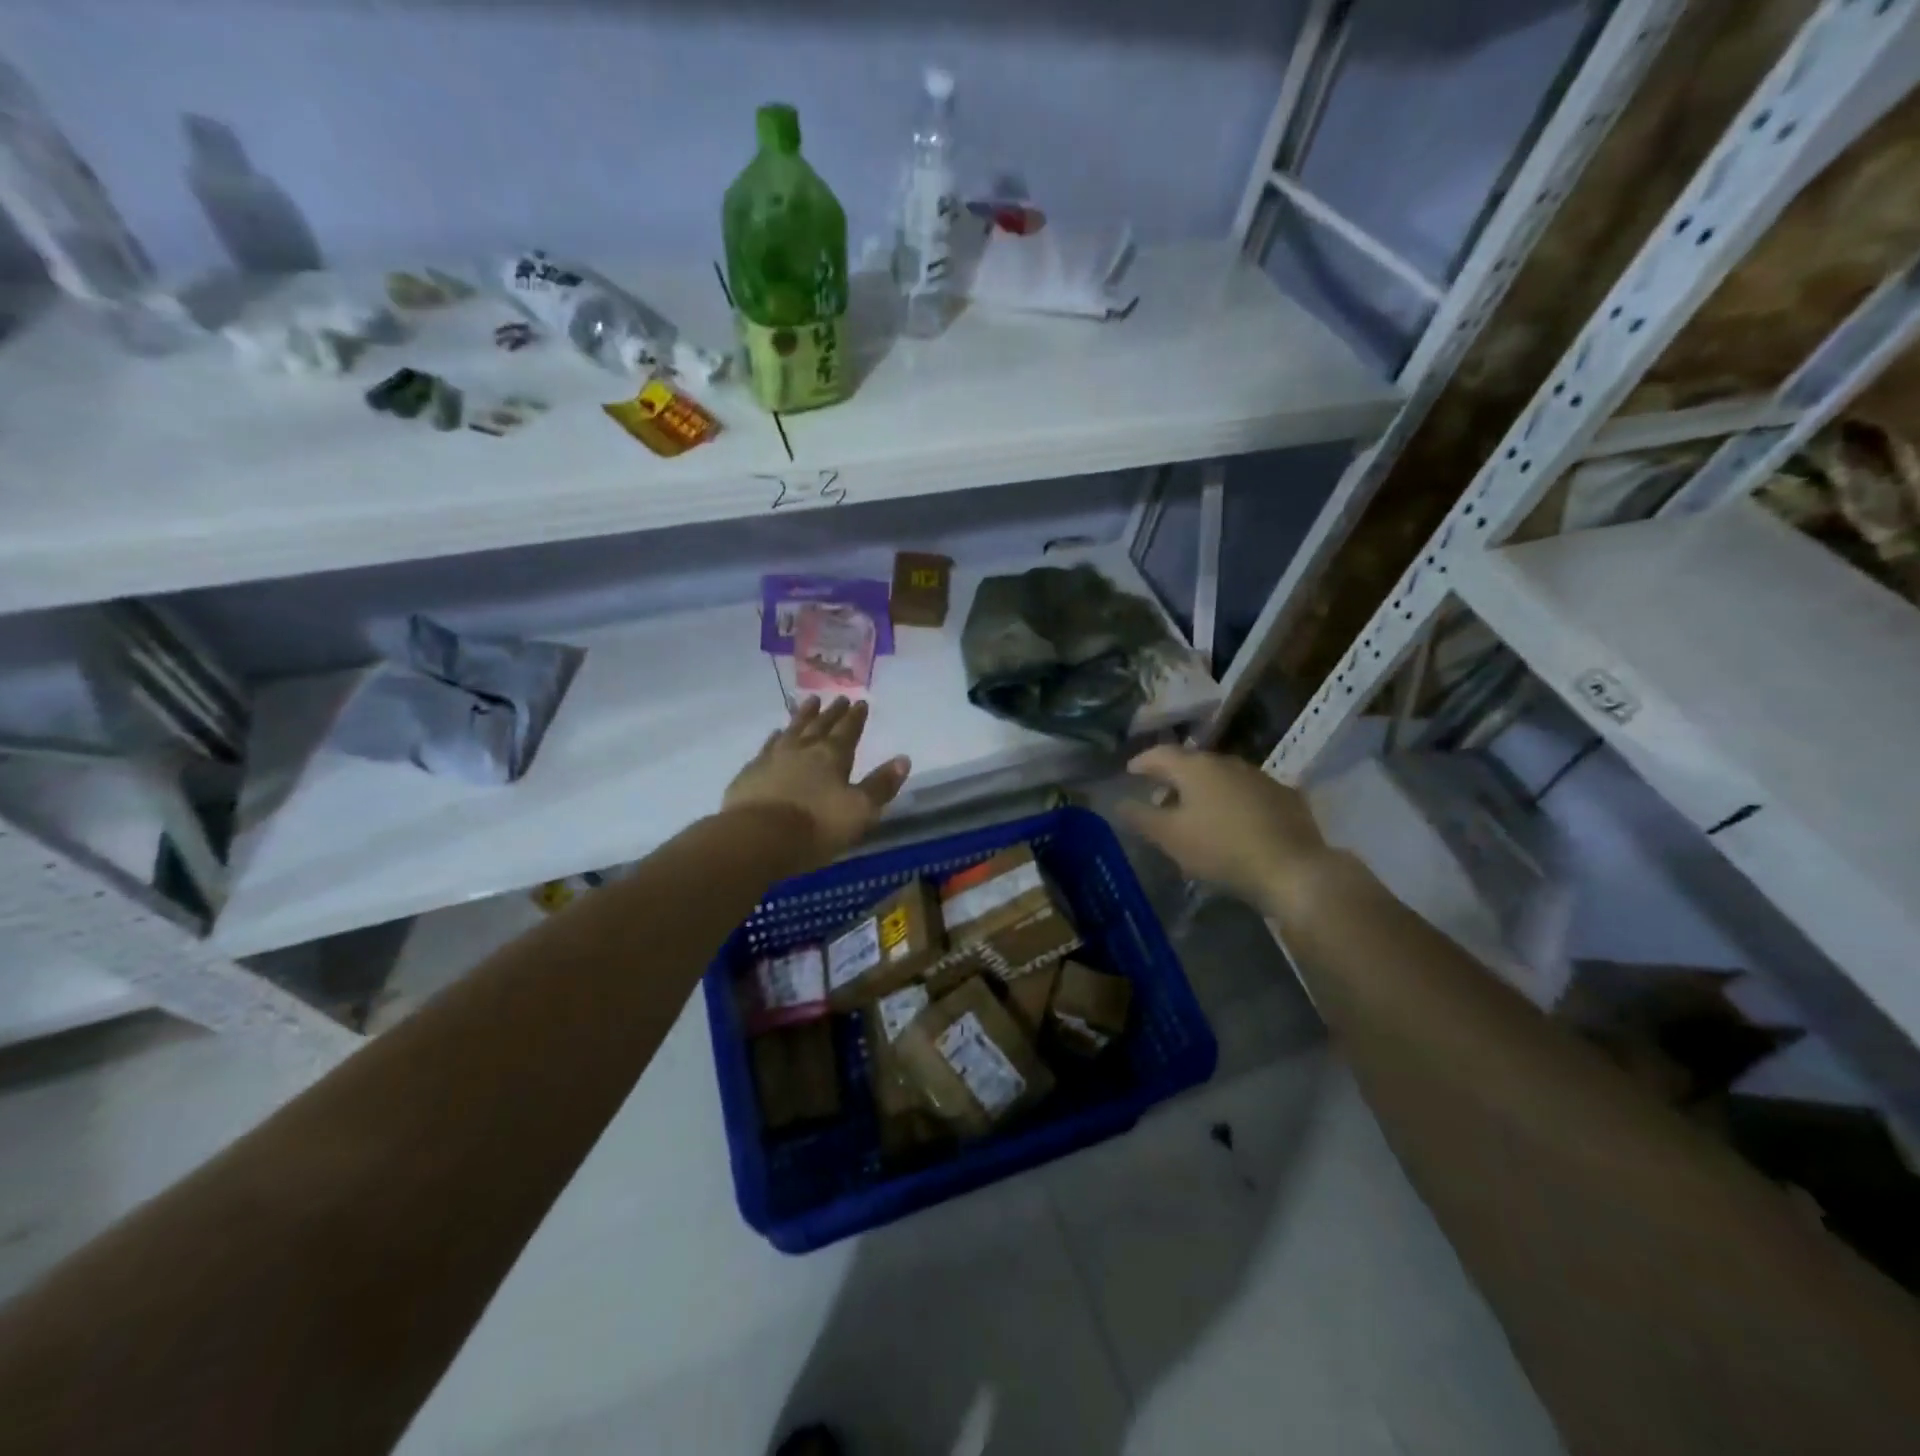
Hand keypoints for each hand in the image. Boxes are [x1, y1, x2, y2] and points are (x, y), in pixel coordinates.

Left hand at [723, 698, 910, 869]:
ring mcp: (773, 758)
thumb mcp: (860, 810)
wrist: (758, 837)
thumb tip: (903, 759)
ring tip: (809, 702)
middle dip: (832, 712)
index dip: (856, 717)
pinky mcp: (750, 772)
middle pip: (820, 725)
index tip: (860, 702)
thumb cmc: (816, 826)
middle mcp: (803, 749)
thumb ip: (881, 785)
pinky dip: (775, 737)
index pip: (848, 731)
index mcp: (832, 756)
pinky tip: (775, 734)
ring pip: (792, 729)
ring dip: (802, 716)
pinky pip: (767, 746)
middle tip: (838, 698)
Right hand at [1115, 745, 1333, 915]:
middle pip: (1192, 764)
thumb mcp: (1170, 837)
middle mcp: (1228, 762)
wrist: (1293, 870)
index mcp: (1196, 767)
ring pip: (1222, 778)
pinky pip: (1247, 793)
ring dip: (1204, 791)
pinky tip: (1232, 823)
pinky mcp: (1285, 797)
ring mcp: (1261, 777)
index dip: (1142, 762)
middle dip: (1173, 779)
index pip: (1160, 754)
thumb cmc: (1221, 849)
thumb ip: (1141, 817)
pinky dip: (1232, 802)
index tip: (1130, 772)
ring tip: (1195, 815)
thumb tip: (1119, 802)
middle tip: (1160, 799)